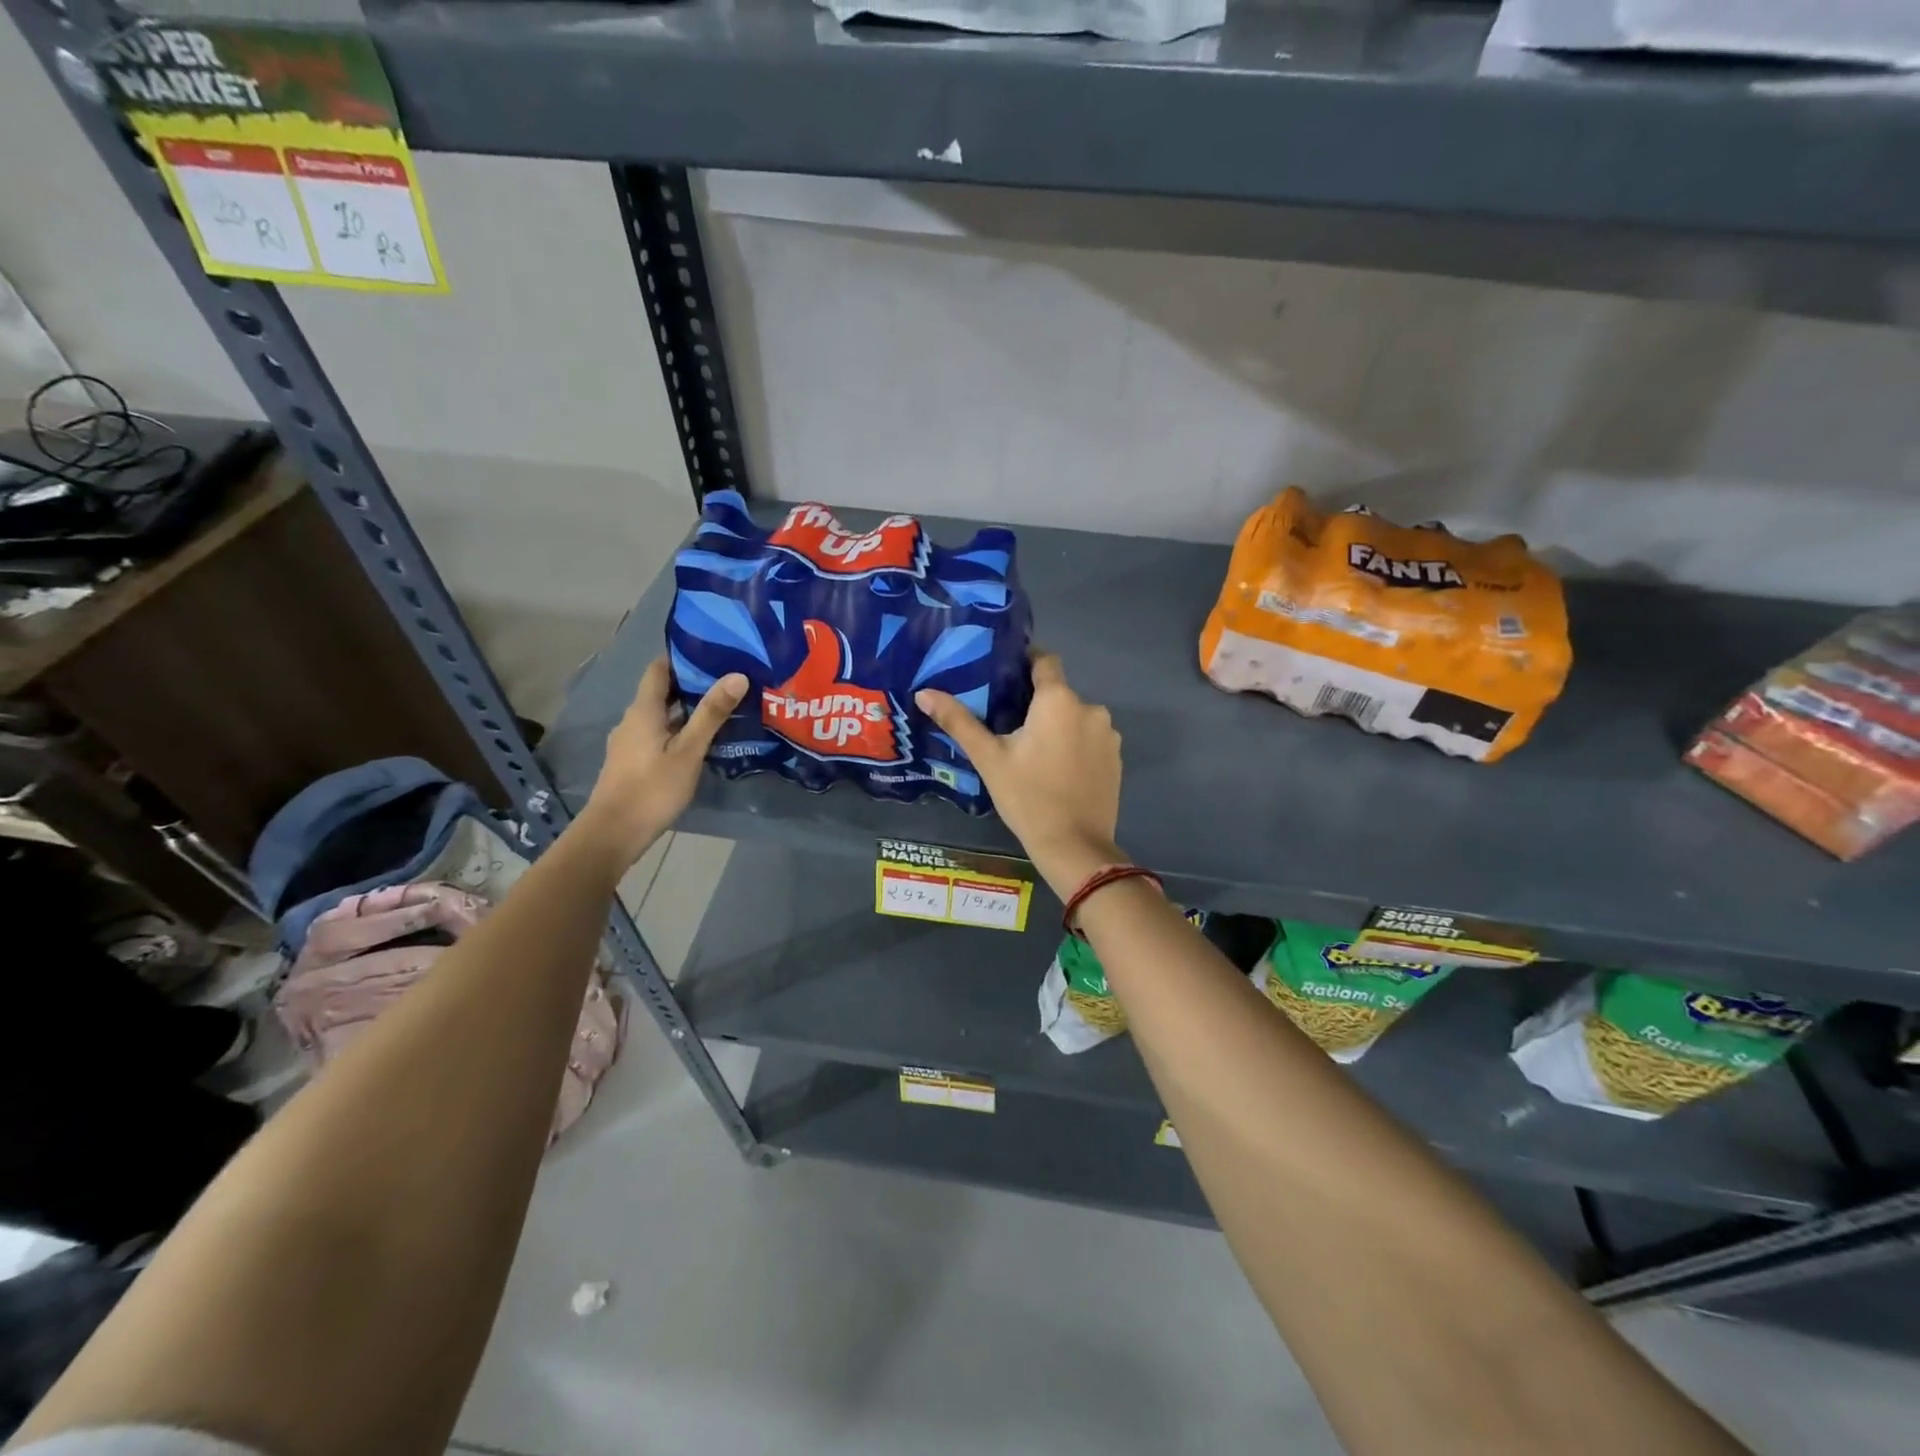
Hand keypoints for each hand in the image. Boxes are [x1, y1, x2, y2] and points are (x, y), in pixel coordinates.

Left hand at [577, 658, 746, 866]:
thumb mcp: (689, 751)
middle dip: (691, 683)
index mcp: (643, 711)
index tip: (713, 651)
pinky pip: (657, 734)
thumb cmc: (652, 789)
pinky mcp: (632, 762)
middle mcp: (632, 720)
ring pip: (660, 715)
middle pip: (661, 692)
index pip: (659, 669)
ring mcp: (629, 742)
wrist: (613, 833)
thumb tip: (737, 675)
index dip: (682, 656)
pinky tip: (699, 741)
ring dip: (686, 709)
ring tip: (720, 709)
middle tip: (728, 680)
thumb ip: (711, 714)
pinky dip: (678, 729)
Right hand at [917, 651, 1123, 896]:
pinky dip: (1074, 745)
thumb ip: (959, 721)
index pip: (1045, 660)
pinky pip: (1090, 739)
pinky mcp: (1116, 758)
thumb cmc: (1027, 797)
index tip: (1003, 675)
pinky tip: (1056, 770)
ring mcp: (1108, 734)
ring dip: (1056, 726)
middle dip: (1035, 704)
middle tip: (1007, 725)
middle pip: (1058, 693)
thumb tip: (923, 693)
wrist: (1074, 846)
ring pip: (1075, 717)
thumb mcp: (989, 758)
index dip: (1024, 662)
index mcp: (1059, 700)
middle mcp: (1091, 708)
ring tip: (1031, 752)